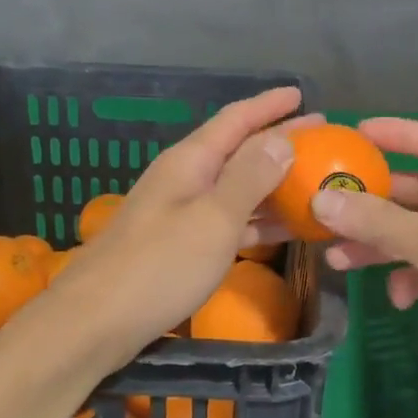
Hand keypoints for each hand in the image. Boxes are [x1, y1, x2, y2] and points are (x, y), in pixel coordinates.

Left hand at [52, 87, 316, 364]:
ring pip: (235, 187)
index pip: (235, 119)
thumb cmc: (160, 265)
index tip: (301, 95)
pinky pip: (227, 220)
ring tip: (312, 182)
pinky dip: (256, 219)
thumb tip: (281, 139)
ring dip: (272, 183)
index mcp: (190, 161)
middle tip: (321, 140)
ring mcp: (179, 213)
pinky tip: (282, 227)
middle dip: (277, 142)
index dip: (269, 105)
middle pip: (237, 150)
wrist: (96, 321)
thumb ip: (249, 178)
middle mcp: (184, 179)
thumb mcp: (214, 219)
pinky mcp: (178, 245)